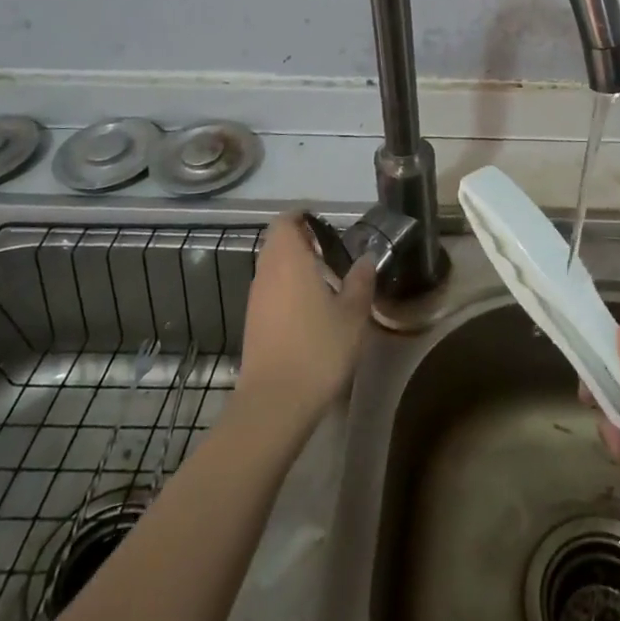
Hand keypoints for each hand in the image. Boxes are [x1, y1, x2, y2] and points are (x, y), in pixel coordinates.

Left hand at [235, 211, 375, 426]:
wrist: (276, 402)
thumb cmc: (319, 348)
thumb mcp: (353, 314)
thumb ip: (360, 281)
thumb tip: (366, 259)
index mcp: (289, 259)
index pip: (286, 221)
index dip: (304, 217)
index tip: (328, 226)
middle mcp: (266, 272)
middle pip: (277, 242)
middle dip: (302, 241)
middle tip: (333, 252)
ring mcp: (256, 299)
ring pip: (272, 268)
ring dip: (295, 266)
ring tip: (327, 281)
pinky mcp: (253, 323)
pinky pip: (270, 291)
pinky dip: (288, 289)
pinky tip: (312, 310)